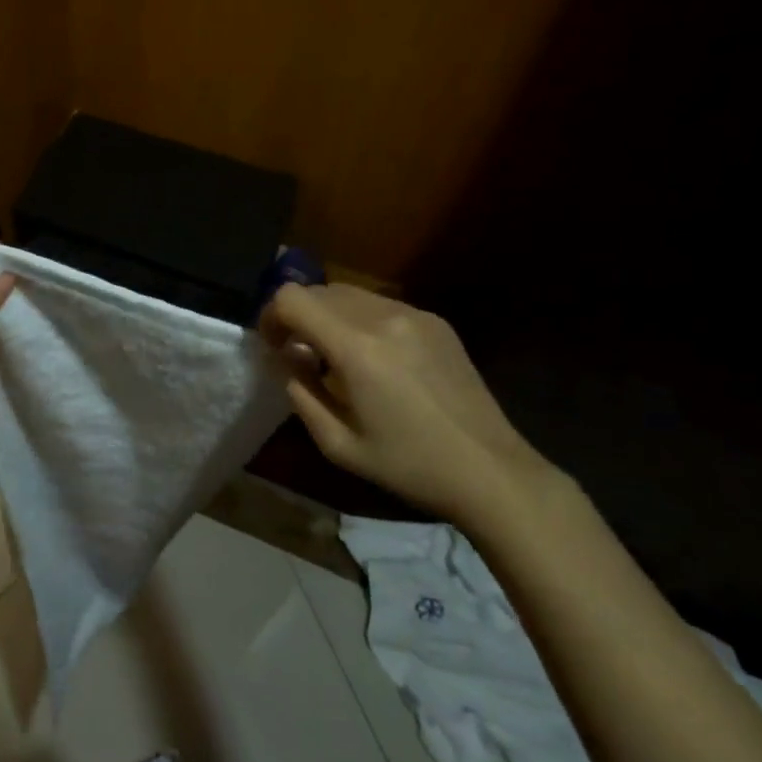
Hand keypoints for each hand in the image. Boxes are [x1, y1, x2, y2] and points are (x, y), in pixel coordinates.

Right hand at [261, 283, 569, 529]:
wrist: (491, 471)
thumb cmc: (408, 465)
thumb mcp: (337, 444)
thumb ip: (300, 392)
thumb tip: (288, 358)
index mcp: (356, 348)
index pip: (292, 298)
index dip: (271, 316)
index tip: (273, 346)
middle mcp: (384, 317)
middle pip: (318, 290)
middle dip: (298, 316)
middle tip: (299, 354)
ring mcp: (415, 314)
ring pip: (349, 294)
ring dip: (329, 316)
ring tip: (335, 357)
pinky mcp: (436, 322)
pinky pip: (381, 306)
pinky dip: (360, 320)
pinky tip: (374, 360)